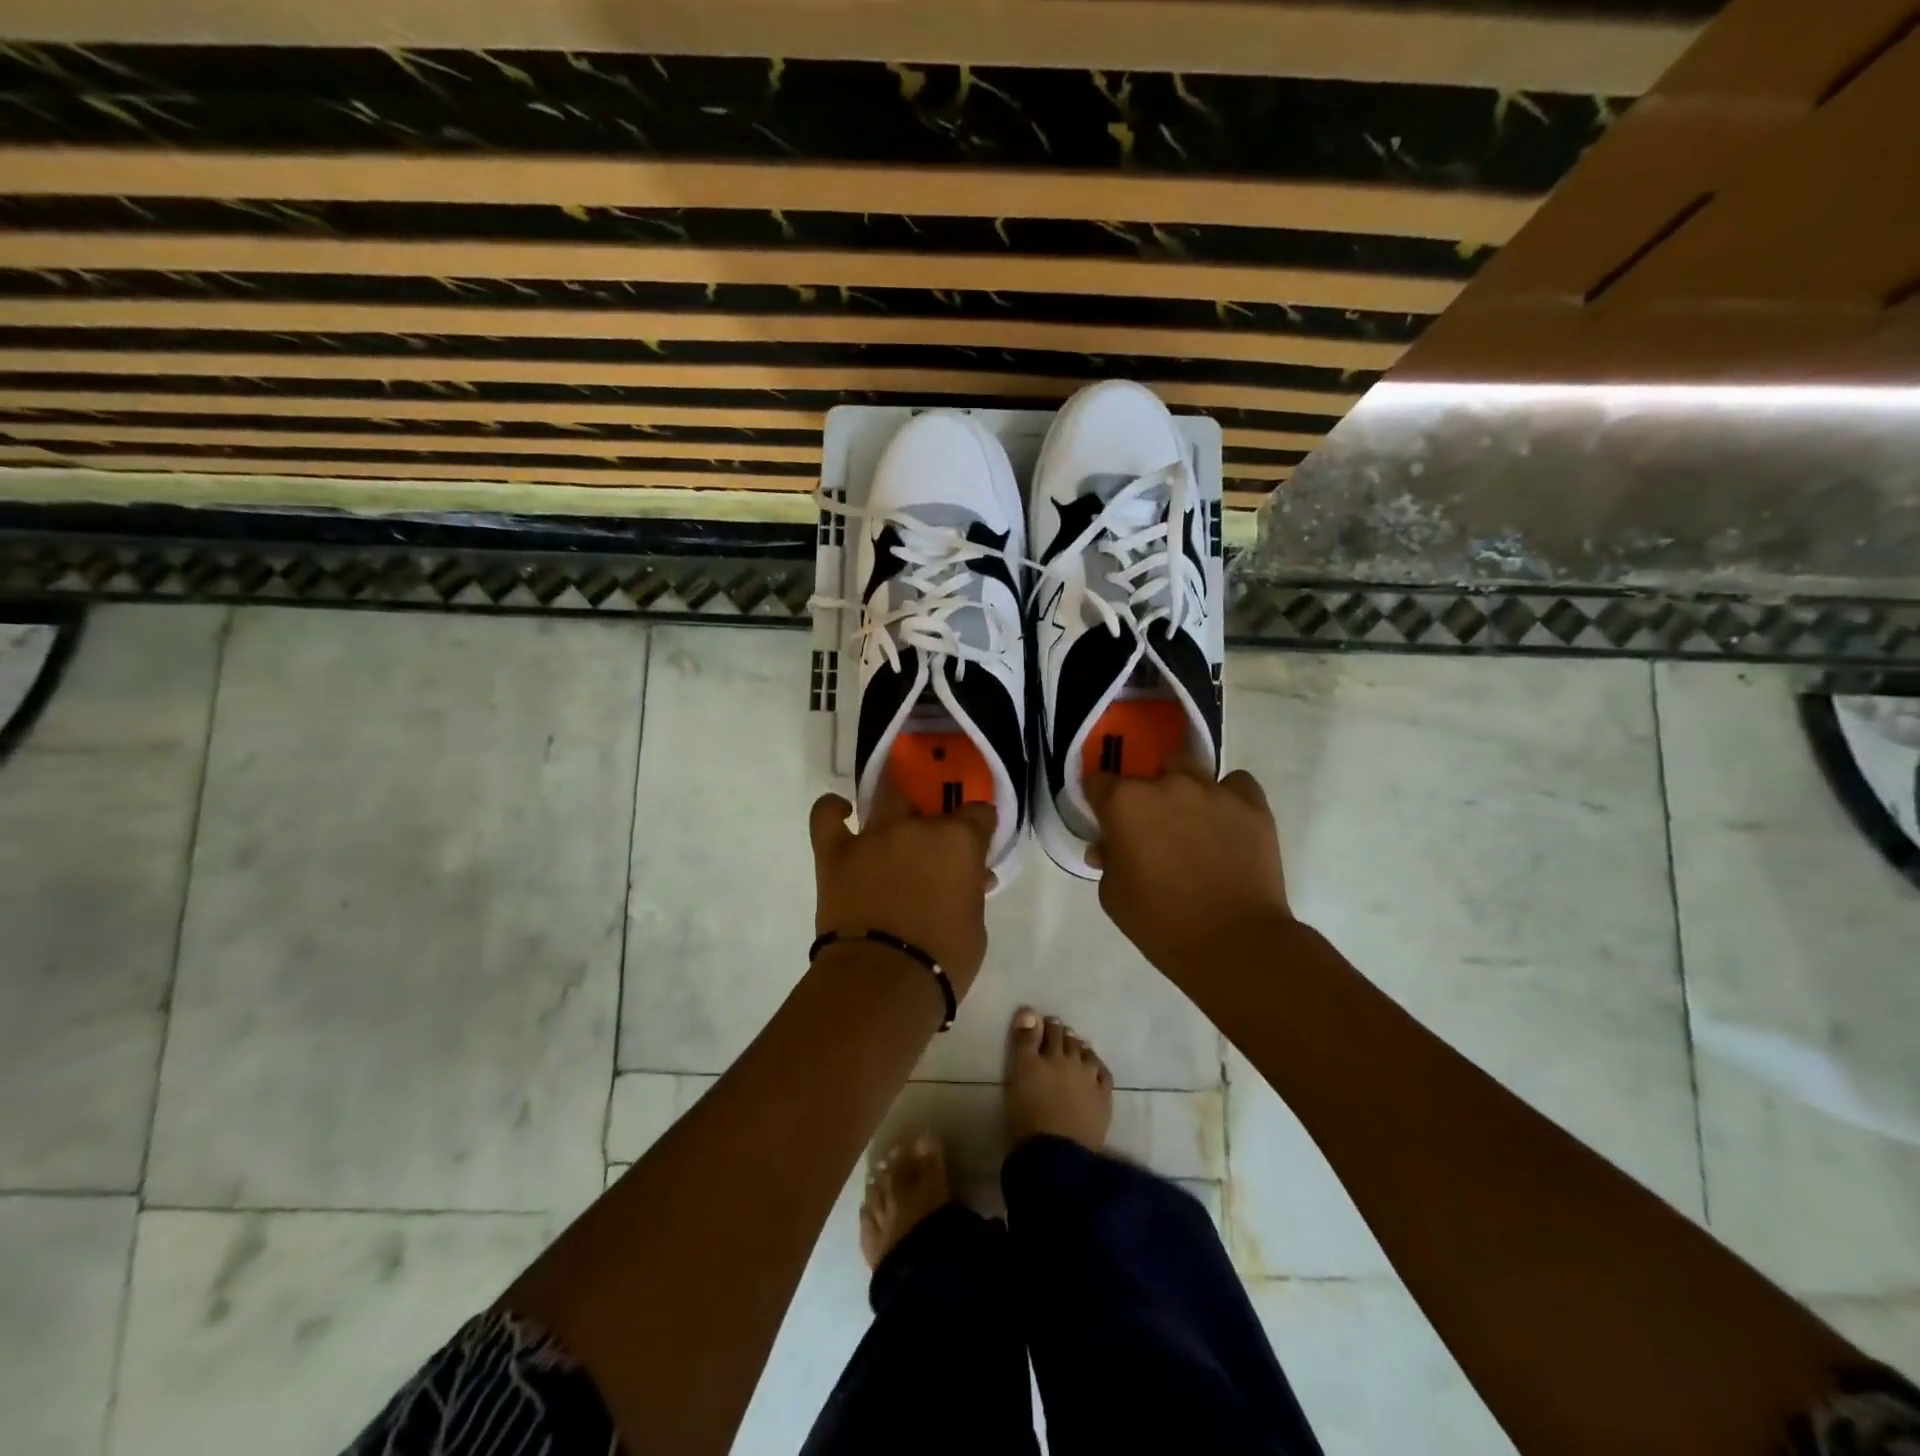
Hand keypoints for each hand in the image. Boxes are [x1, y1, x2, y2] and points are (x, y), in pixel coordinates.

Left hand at [809, 776, 995, 996]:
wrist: (883, 982)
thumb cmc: (943, 959)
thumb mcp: (975, 925)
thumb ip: (970, 891)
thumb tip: (970, 878)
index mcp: (958, 841)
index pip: (979, 813)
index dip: (980, 827)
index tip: (979, 843)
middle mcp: (916, 827)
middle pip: (929, 804)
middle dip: (933, 822)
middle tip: (933, 854)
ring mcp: (872, 836)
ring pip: (887, 803)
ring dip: (895, 818)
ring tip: (895, 841)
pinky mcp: (835, 852)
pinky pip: (826, 816)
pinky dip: (833, 810)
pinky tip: (842, 812)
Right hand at [1086, 754, 1291, 974]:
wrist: (1234, 943)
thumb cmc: (1160, 923)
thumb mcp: (1113, 896)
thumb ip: (1108, 861)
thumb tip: (1108, 847)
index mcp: (1125, 803)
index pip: (1098, 783)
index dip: (1100, 801)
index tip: (1105, 819)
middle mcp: (1167, 785)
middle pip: (1148, 770)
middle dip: (1146, 792)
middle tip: (1152, 826)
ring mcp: (1213, 791)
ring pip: (1191, 769)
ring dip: (1185, 789)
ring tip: (1192, 821)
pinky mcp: (1252, 805)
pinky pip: (1237, 784)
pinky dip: (1229, 796)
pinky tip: (1228, 821)